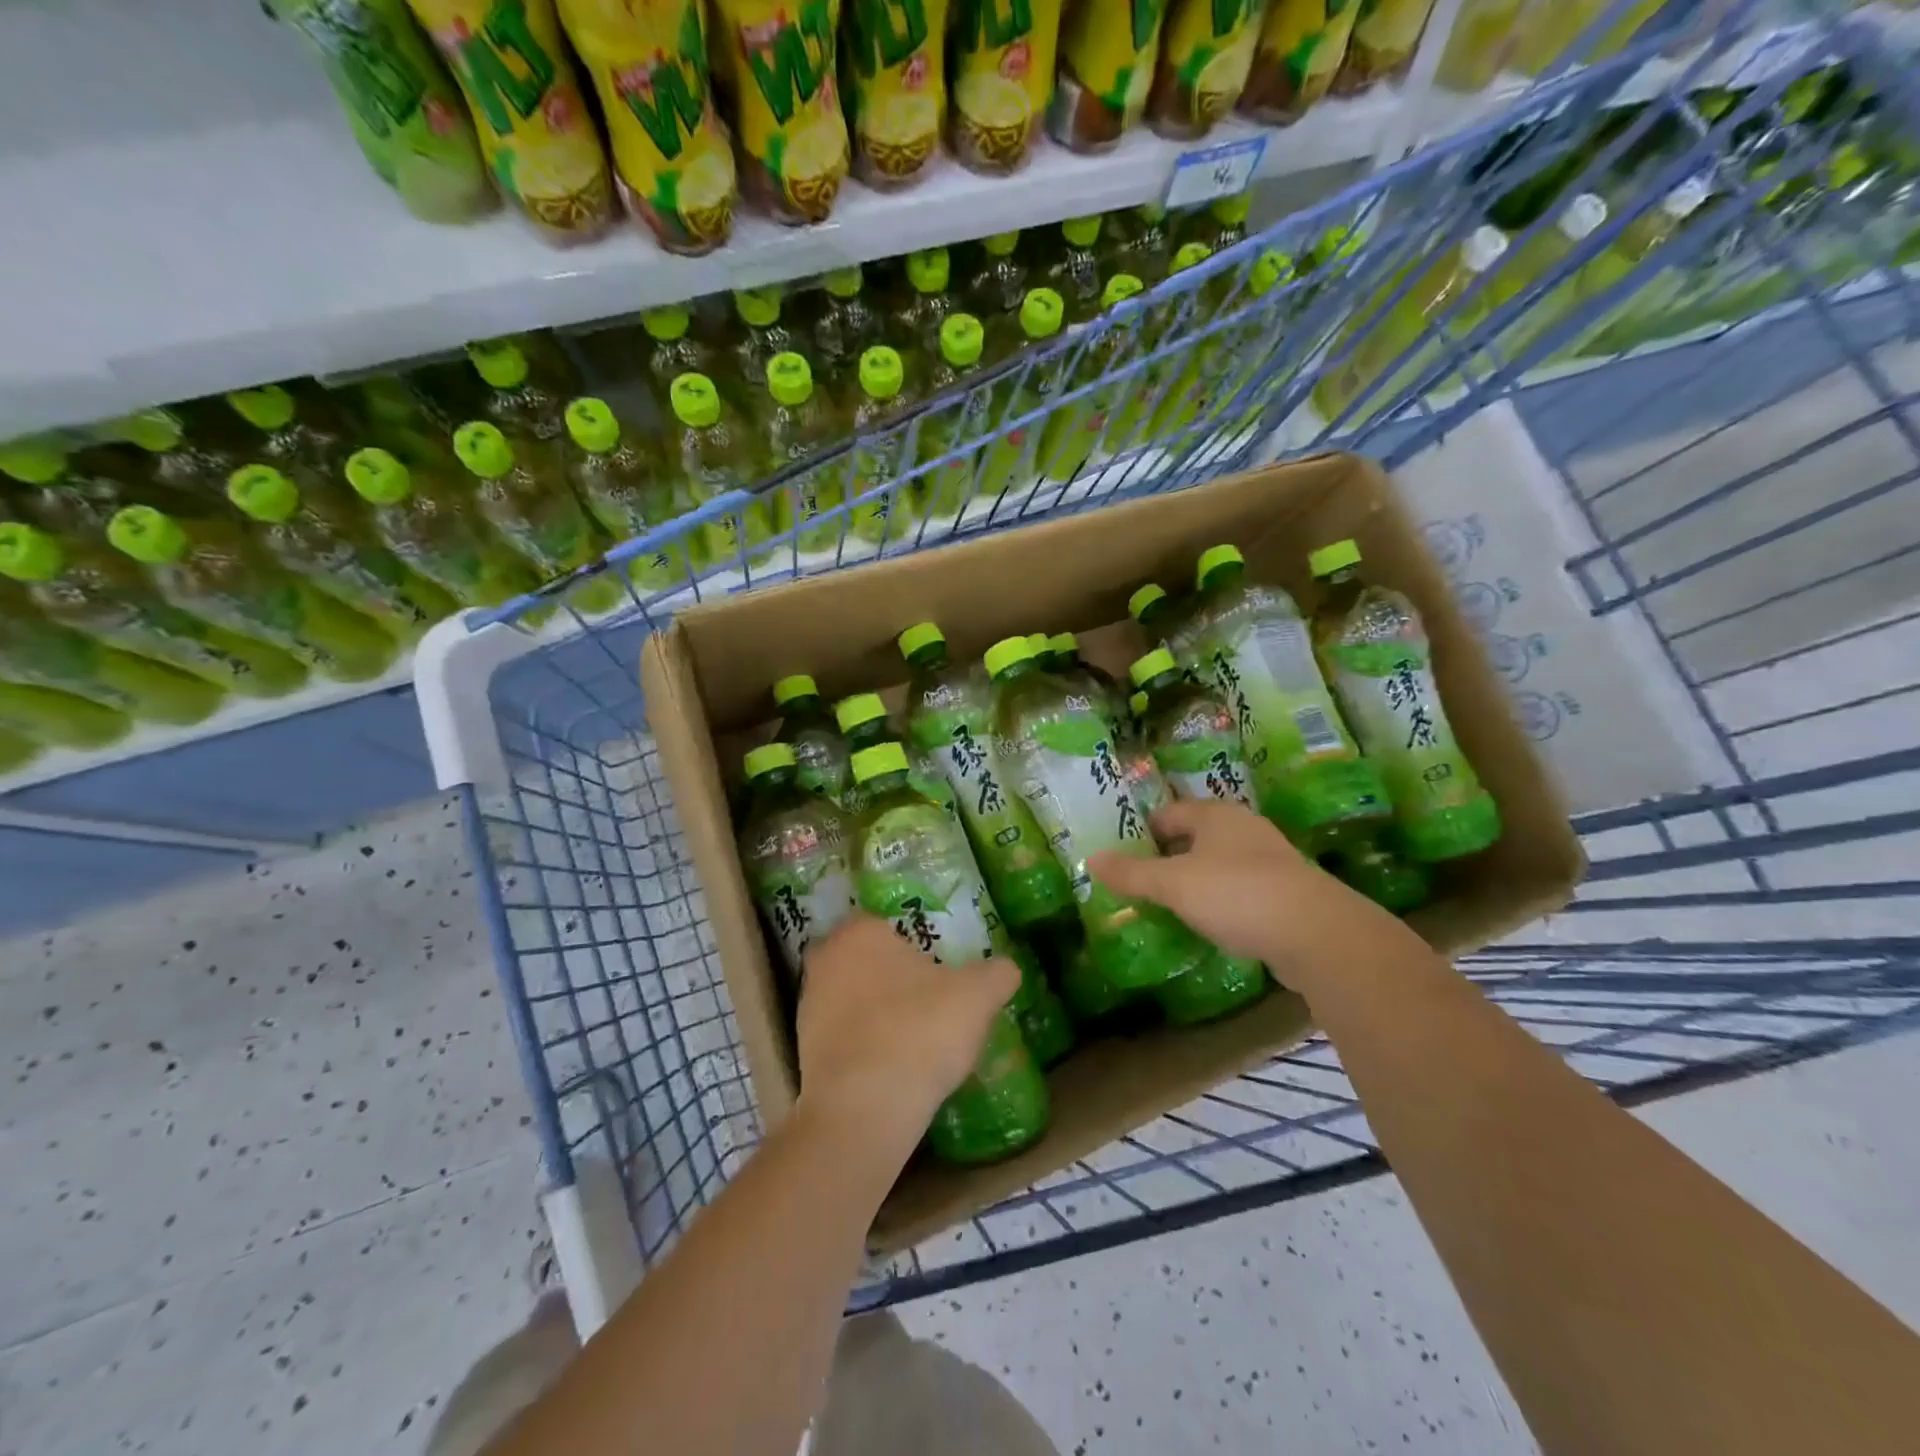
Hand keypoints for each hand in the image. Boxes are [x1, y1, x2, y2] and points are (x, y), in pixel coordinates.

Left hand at [794, 915, 1020, 1153]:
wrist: (864, 1111)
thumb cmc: (919, 1031)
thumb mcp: (977, 996)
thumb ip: (996, 974)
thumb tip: (1007, 969)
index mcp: (860, 931)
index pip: (887, 923)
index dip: (915, 942)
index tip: (939, 965)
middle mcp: (825, 959)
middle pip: (867, 959)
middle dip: (894, 975)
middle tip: (931, 997)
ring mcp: (808, 1005)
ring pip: (853, 996)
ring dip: (878, 1010)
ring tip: (916, 1035)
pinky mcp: (803, 1049)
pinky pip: (844, 1034)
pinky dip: (865, 1043)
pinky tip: (894, 1064)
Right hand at [1088, 799, 1414, 984]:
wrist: (1317, 933)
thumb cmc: (1236, 894)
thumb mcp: (1173, 884)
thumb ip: (1131, 874)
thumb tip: (1090, 859)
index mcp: (1215, 815)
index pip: (1168, 812)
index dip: (1142, 832)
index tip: (1123, 856)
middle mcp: (1244, 828)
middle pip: (1195, 836)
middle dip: (1168, 856)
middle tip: (1141, 882)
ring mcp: (1270, 859)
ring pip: (1219, 862)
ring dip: (1196, 880)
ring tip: (1171, 905)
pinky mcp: (1287, 891)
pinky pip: (1241, 888)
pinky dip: (1222, 900)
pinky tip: (1212, 923)